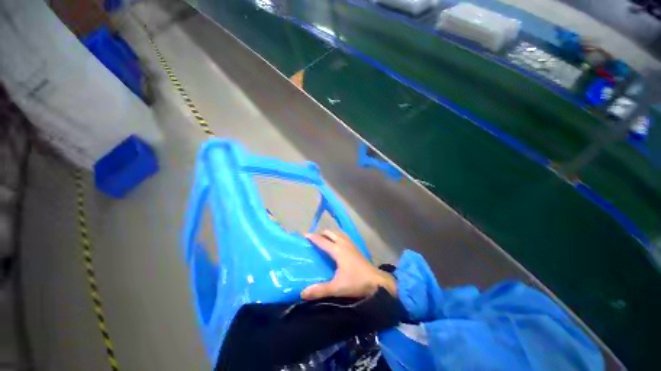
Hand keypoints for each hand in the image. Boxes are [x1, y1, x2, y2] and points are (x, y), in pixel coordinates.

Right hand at [301, 230, 396, 300]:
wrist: (377, 281)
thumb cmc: (356, 282)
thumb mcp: (337, 287)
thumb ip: (320, 290)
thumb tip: (302, 293)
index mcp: (338, 250)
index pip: (322, 241)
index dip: (313, 237)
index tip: (304, 235)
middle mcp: (343, 244)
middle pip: (330, 233)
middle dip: (321, 233)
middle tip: (313, 239)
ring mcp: (351, 244)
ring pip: (338, 233)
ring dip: (330, 234)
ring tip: (324, 240)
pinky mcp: (356, 247)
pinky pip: (344, 237)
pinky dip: (337, 236)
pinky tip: (337, 243)